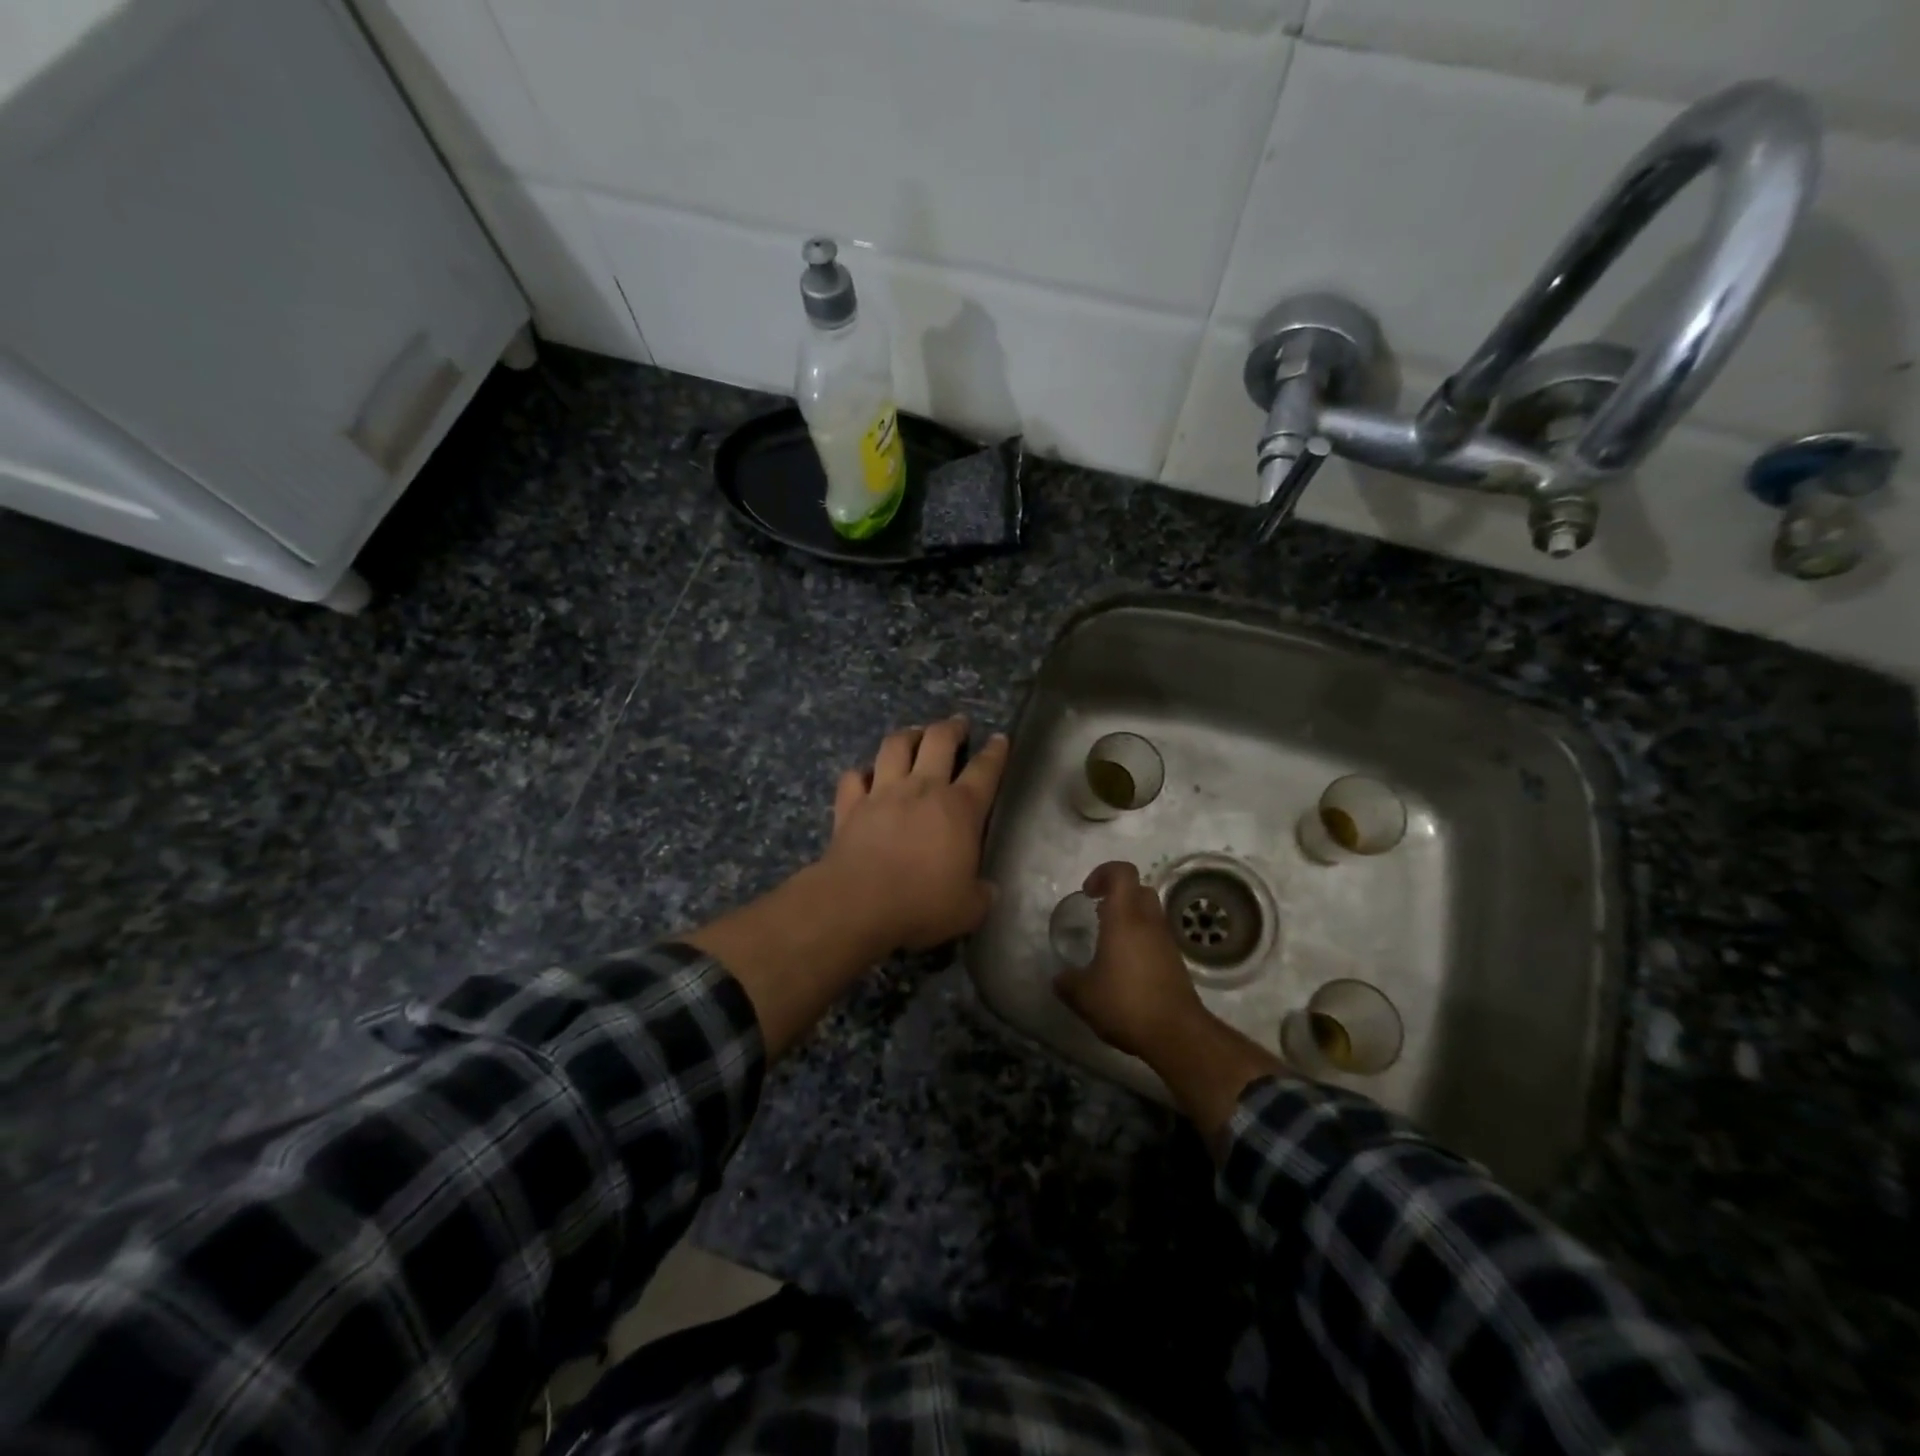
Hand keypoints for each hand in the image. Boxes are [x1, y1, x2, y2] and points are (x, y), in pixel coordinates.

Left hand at [819, 717, 1009, 952]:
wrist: (858, 904)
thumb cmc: (922, 905)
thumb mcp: (969, 910)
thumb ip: (981, 894)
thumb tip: (987, 889)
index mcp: (961, 809)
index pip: (985, 770)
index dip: (995, 752)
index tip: (1000, 739)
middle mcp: (923, 789)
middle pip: (939, 741)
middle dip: (951, 727)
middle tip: (957, 724)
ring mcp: (883, 793)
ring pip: (895, 746)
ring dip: (907, 735)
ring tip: (914, 733)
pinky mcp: (850, 806)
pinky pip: (854, 777)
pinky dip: (860, 773)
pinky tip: (864, 776)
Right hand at [1053, 861, 1207, 1061]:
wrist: (1176, 1033)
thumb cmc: (1125, 1003)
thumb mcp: (1083, 995)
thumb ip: (1067, 982)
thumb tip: (1059, 978)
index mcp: (1124, 918)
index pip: (1122, 872)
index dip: (1103, 873)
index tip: (1088, 894)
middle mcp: (1148, 921)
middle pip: (1139, 888)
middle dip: (1117, 894)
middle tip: (1098, 913)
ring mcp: (1166, 940)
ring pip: (1150, 912)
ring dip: (1130, 917)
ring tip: (1109, 942)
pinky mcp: (1175, 960)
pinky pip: (1156, 935)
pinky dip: (1141, 939)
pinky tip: (1125, 966)